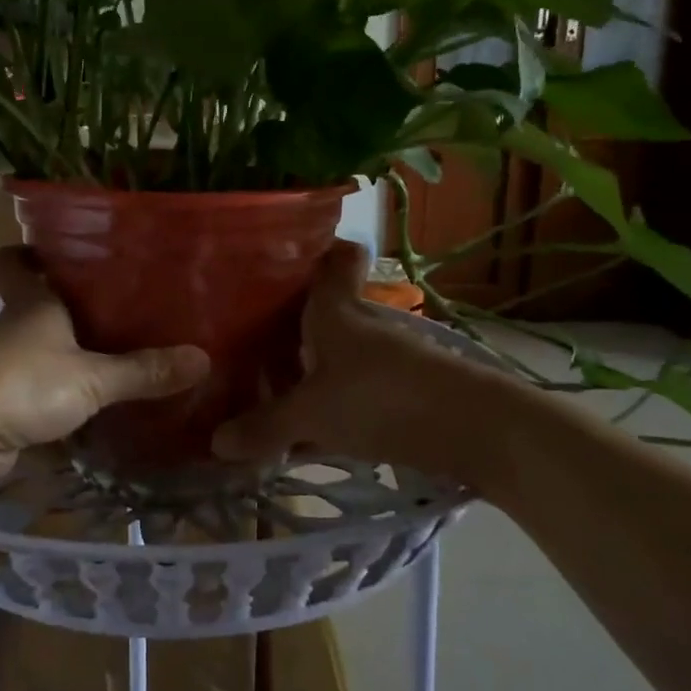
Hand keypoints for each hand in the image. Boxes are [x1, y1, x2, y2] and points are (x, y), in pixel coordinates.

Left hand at [0, 248, 208, 482]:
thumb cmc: (23, 382)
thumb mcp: (92, 377)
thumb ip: (143, 371)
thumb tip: (203, 359)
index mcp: (31, 304)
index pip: (17, 262)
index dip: (31, 251)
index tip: (60, 250)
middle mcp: (12, 329)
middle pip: (34, 308)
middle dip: (67, 309)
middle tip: (118, 308)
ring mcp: (1, 369)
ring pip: (36, 354)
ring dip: (64, 358)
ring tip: (114, 359)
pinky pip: (35, 396)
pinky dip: (57, 401)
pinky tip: (91, 410)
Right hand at [211, 241, 537, 490]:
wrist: (475, 429)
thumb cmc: (381, 398)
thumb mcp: (312, 415)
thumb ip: (265, 427)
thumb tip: (215, 442)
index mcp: (336, 308)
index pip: (335, 255)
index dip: (314, 247)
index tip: (279, 259)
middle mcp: (363, 322)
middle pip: (324, 309)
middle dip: (289, 323)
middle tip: (246, 340)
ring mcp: (388, 356)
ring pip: (338, 352)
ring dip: (308, 368)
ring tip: (267, 390)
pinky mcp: (404, 389)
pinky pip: (354, 387)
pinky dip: (331, 401)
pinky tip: (310, 431)